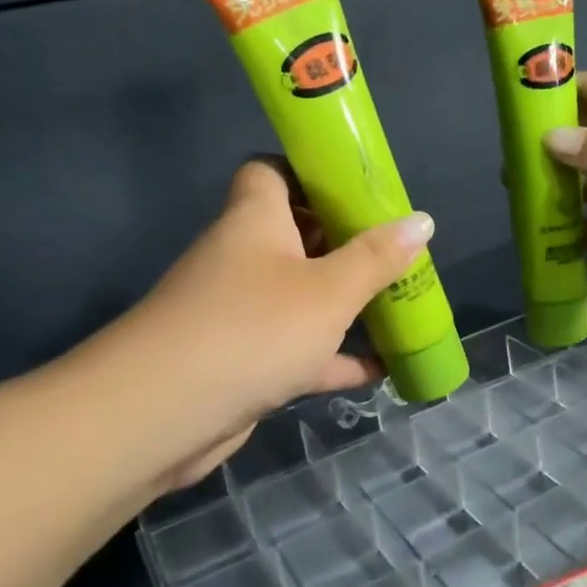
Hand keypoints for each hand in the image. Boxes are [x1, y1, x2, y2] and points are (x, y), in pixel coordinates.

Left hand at [121, 159, 434, 488]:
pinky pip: (296, 350)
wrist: (164, 415)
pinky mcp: (242, 362)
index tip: (358, 190)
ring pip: (299, 297)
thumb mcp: (329, 291)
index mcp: (254, 221)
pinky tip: (379, 370)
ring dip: (343, 304)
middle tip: (395, 252)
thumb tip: (422, 220)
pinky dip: (332, 357)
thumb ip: (376, 258)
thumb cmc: (255, 329)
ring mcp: (238, 313)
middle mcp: (242, 259)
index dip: (310, 173)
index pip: (270, 171)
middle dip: (344, 243)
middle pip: (295, 235)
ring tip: (397, 306)